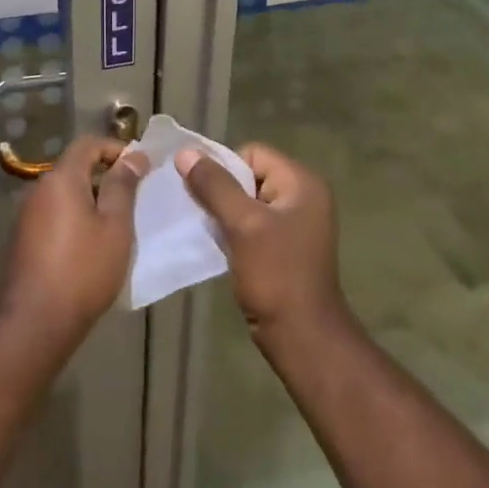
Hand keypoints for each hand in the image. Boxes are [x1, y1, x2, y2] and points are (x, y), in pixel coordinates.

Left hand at [0, 136, 148, 348]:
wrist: (37, 321)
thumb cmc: (84, 269)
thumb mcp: (115, 226)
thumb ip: (123, 186)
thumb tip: (133, 156)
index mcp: (61, 179)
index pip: (88, 144)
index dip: (116, 149)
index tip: (140, 168)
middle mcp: (39, 189)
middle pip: (75, 168)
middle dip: (105, 176)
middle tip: (134, 198)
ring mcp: (27, 215)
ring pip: (65, 193)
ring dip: (91, 199)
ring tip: (117, 224)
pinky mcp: (24, 238)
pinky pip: (55, 213)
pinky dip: (76, 217)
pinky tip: (92, 244)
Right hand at [176, 143, 345, 344]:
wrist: (301, 335)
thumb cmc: (275, 274)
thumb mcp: (242, 224)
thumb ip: (214, 185)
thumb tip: (185, 152)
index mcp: (301, 182)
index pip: (252, 153)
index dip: (224, 168)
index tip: (205, 194)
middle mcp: (303, 196)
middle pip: (249, 176)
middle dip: (222, 191)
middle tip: (201, 212)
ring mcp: (295, 223)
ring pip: (247, 201)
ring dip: (225, 212)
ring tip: (207, 229)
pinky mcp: (285, 246)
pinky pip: (252, 224)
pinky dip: (233, 230)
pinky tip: (219, 245)